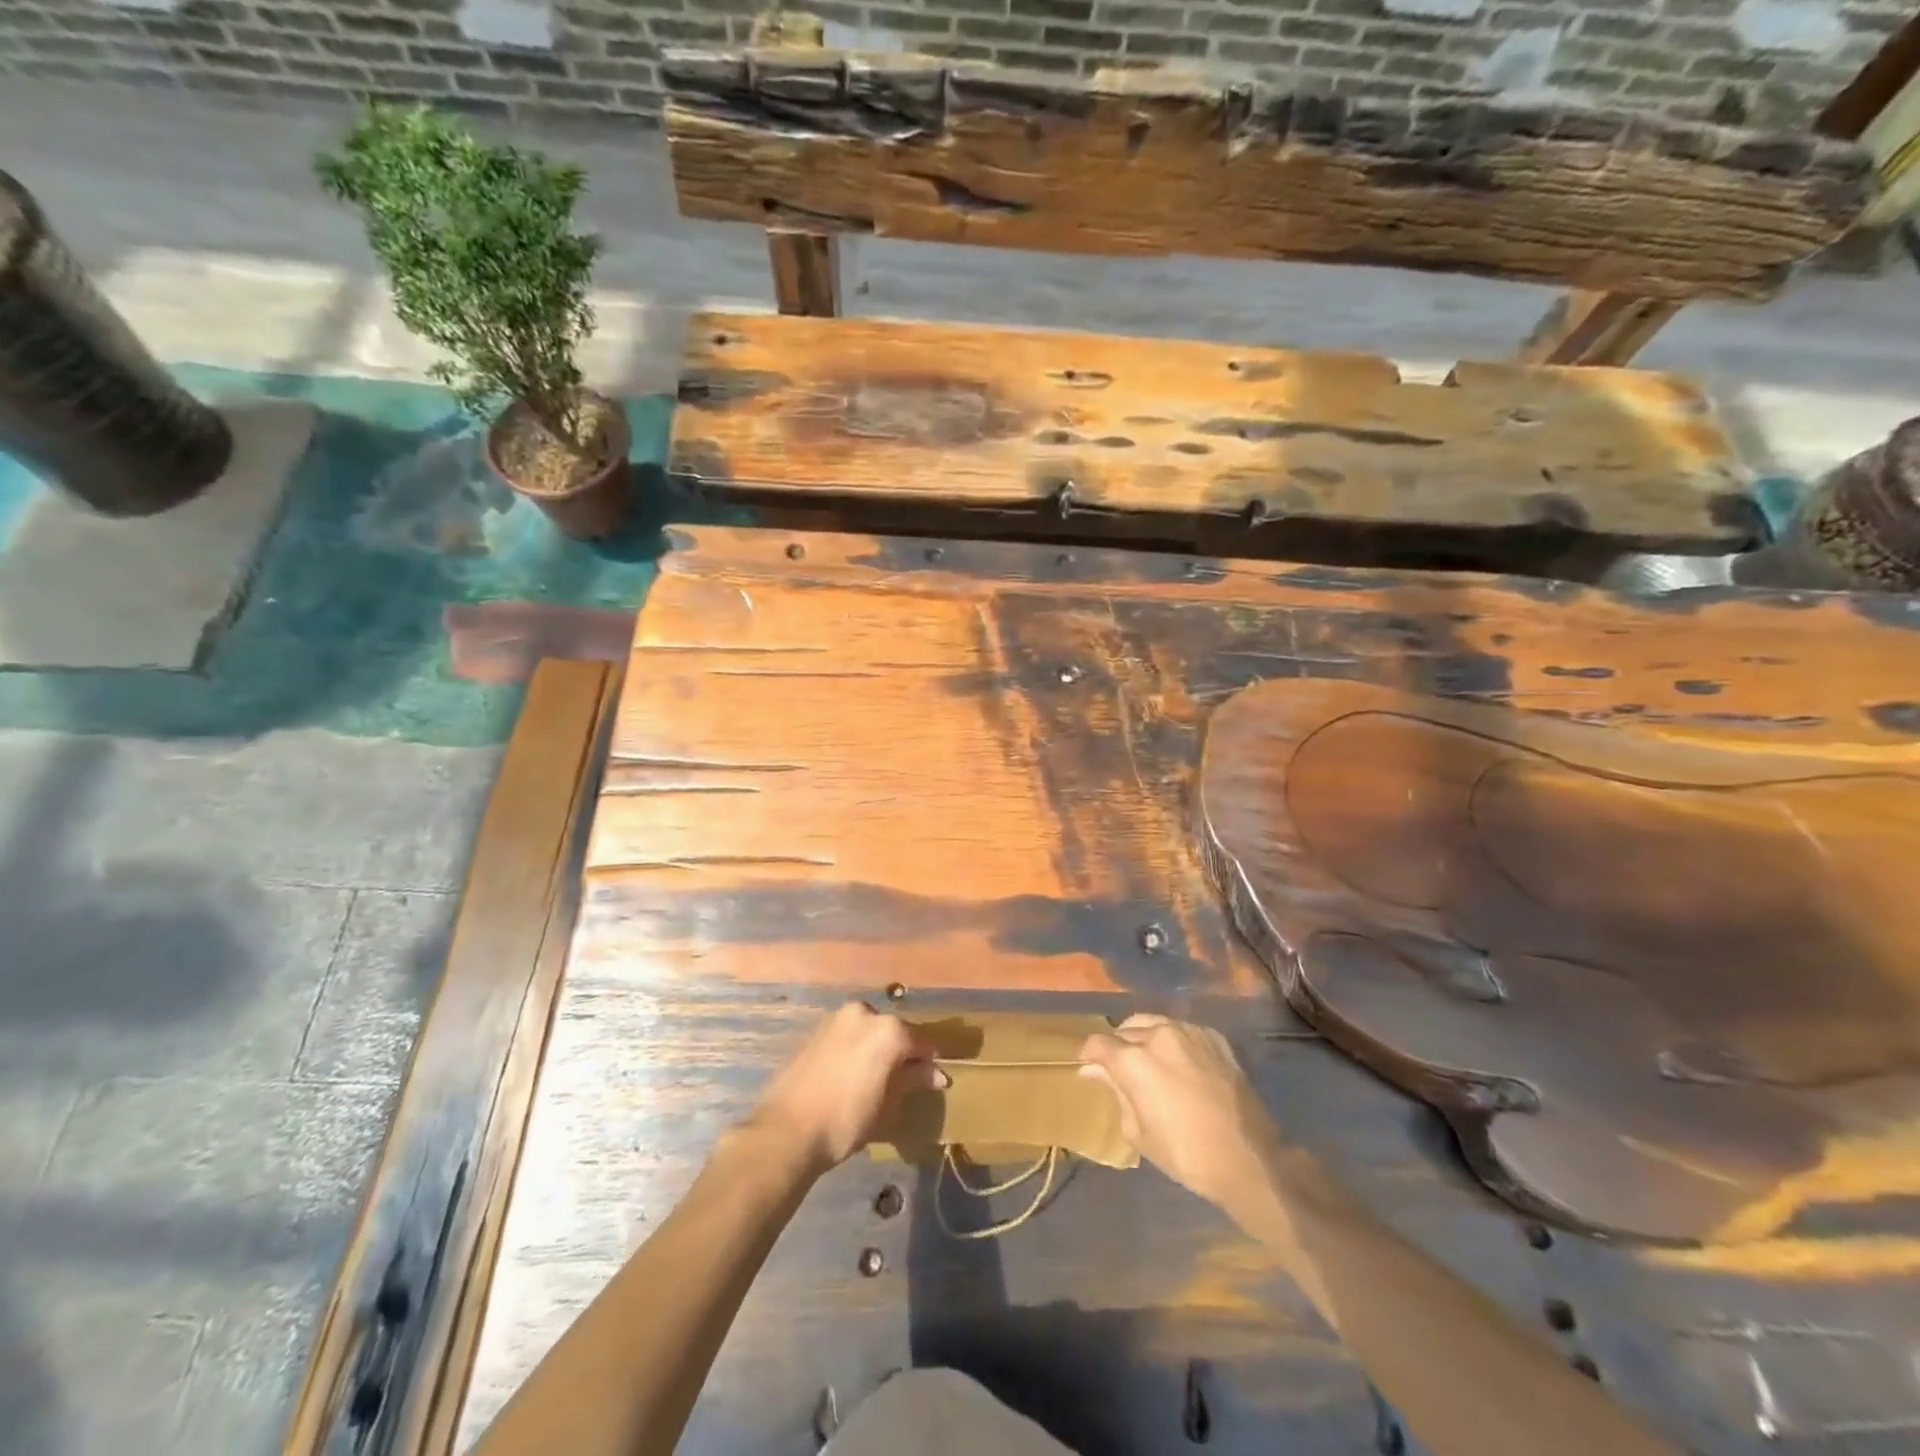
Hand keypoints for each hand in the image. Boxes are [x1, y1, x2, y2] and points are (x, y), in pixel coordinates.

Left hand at [750, 1003, 943, 1174]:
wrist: (787, 1129)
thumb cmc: (846, 1119)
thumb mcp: (888, 1104)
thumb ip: (914, 1081)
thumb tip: (937, 1075)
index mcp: (888, 1029)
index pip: (922, 1042)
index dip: (931, 1061)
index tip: (936, 1079)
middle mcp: (865, 1013)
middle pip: (894, 1031)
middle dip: (902, 1052)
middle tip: (906, 1079)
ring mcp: (838, 1018)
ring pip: (869, 1031)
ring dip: (877, 1049)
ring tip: (878, 1079)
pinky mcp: (817, 1030)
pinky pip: (848, 1035)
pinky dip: (856, 1049)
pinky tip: (853, 1074)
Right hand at [1080, 1015, 1277, 1211]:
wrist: (1248, 1159)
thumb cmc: (1185, 1154)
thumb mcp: (1138, 1131)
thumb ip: (1116, 1092)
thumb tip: (1095, 1072)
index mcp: (1134, 1059)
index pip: (1098, 1044)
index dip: (1089, 1056)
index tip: (1089, 1069)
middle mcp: (1158, 1034)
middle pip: (1125, 1031)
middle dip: (1117, 1048)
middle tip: (1120, 1071)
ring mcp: (1189, 1031)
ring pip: (1153, 1023)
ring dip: (1143, 1038)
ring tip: (1148, 1061)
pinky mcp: (1214, 1038)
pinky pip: (1182, 1030)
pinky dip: (1172, 1041)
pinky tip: (1178, 1062)